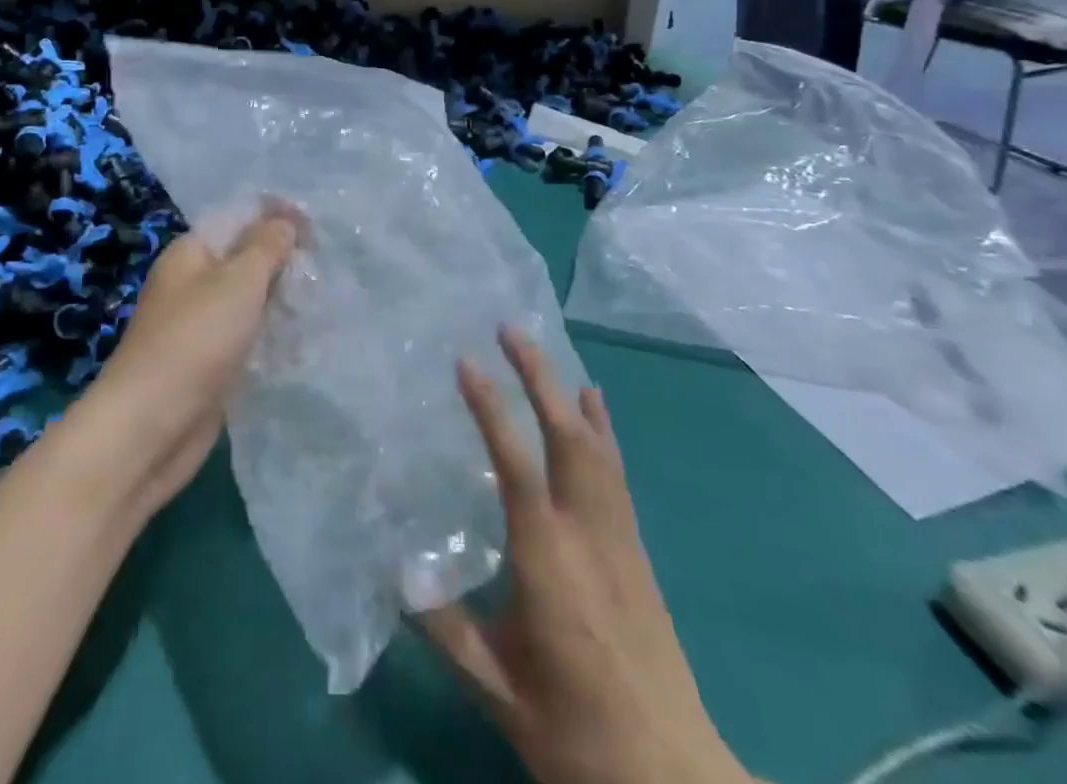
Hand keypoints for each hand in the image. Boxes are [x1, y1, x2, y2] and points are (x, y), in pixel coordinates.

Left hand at [84, 209, 297, 515]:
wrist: (150, 428)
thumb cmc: (195, 340)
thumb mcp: (238, 281)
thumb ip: (265, 246)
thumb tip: (284, 219)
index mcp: (190, 253)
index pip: (238, 220)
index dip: (275, 218)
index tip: (317, 229)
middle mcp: (192, 284)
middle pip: (244, 260)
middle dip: (283, 262)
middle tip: (326, 268)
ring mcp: (199, 326)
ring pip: (248, 302)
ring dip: (281, 302)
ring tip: (323, 301)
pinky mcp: (209, 365)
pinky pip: (247, 339)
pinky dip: (271, 338)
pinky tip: (303, 341)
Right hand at [421, 328, 751, 783]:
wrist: (672, 780)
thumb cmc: (574, 730)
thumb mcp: (495, 686)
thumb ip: (444, 624)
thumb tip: (394, 569)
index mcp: (546, 557)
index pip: (514, 463)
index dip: (490, 407)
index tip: (465, 360)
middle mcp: (587, 532)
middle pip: (567, 434)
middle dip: (538, 375)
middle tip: (510, 328)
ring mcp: (620, 537)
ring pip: (597, 446)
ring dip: (568, 391)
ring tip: (546, 350)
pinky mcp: (638, 550)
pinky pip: (616, 470)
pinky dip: (602, 428)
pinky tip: (595, 406)